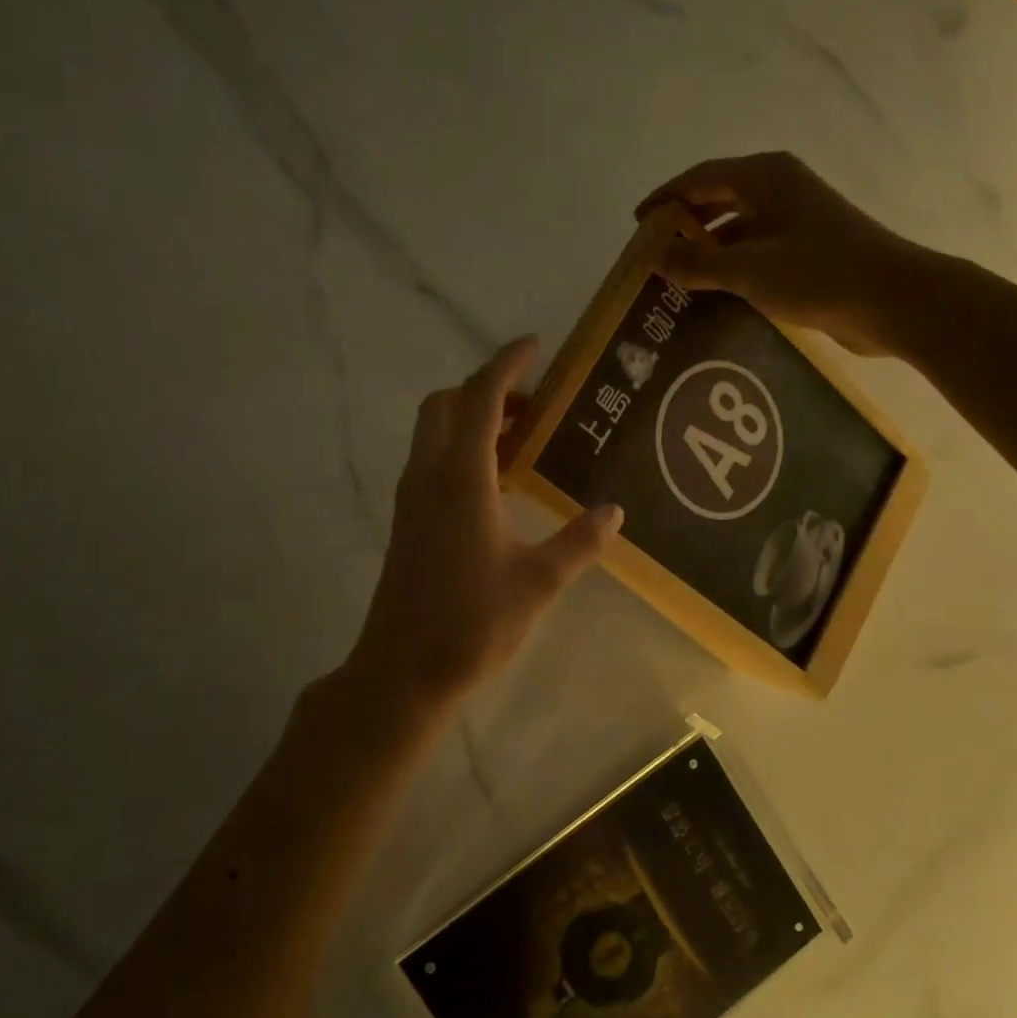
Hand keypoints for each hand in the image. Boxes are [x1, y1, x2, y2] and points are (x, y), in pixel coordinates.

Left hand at [346, 337, 623, 713]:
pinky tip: (496, 483)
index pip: (481, 398)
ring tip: (522, 439)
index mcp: (461, 479)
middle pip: (446, 404)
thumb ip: (579, 542)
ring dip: (472, 419)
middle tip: (533, 404)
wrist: (402, 670)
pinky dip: (460, 448)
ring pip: (434, 432)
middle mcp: (429, 476)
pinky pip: (431, 461)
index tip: (535, 346)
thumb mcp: (538, 582)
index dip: (506, 364)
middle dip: (486, 389)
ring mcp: (411, 499)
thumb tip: (614, 512)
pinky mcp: (407, 521)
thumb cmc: (472, 623)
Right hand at [636, 151, 936, 356]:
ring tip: (675, 280)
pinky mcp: (806, 251)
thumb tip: (651, 253)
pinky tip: (713, 296)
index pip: (700, 178)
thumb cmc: (818, 274)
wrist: (893, 301)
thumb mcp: (747, 269)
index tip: (636, 225)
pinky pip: (755, 253)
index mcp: (765, 177)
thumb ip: (696, 262)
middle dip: (684, 225)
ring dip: (707, 251)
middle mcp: (779, 190)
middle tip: (653, 254)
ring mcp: (796, 221)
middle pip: (718, 199)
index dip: (665, 199)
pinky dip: (731, 269)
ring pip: (737, 229)